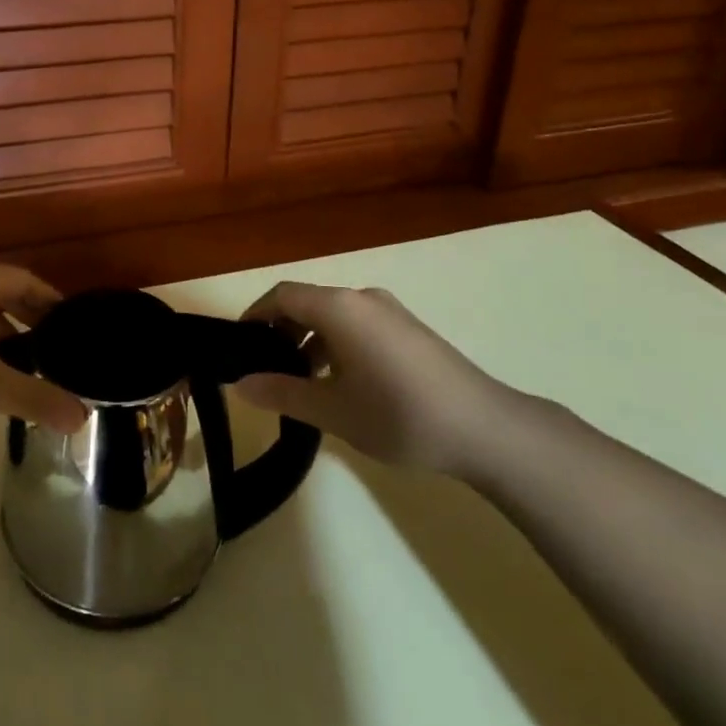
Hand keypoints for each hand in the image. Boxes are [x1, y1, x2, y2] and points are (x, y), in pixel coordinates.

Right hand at [234, 282, 506, 472]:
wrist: (487, 429)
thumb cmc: (400, 415)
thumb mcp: (333, 410)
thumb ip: (282, 393)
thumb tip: (239, 384)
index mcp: (340, 308)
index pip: (282, 295)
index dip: (255, 315)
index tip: (240, 345)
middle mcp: (362, 298)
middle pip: (308, 302)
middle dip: (281, 331)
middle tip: (266, 369)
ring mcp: (390, 311)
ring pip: (334, 315)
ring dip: (309, 340)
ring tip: (302, 381)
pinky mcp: (409, 329)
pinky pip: (357, 324)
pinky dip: (336, 343)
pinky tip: (342, 383)